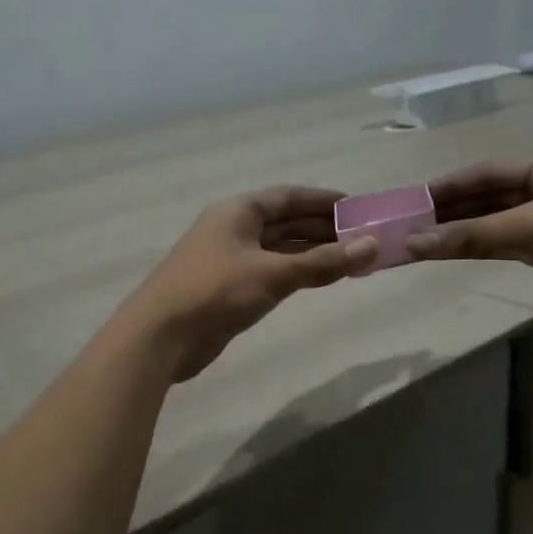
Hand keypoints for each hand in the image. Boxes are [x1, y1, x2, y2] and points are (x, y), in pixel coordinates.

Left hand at [124, 187, 378, 380]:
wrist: (161, 336)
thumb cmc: (215, 292)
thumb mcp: (273, 274)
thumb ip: (322, 263)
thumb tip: (372, 246)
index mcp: (238, 211)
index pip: (288, 197)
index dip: (323, 200)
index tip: (357, 207)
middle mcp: (233, 229)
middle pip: (285, 222)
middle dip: (322, 228)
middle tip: (362, 236)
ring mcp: (229, 260)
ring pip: (278, 249)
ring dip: (311, 252)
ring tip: (349, 257)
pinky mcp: (228, 288)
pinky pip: (270, 272)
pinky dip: (295, 273)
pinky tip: (317, 279)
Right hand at [406, 151, 532, 314]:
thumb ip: (476, 235)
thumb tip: (416, 242)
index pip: (485, 172)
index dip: (447, 185)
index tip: (412, 199)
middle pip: (487, 197)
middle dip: (450, 211)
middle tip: (409, 224)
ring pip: (495, 224)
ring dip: (462, 232)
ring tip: (421, 241)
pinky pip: (507, 245)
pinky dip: (481, 249)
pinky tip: (454, 253)